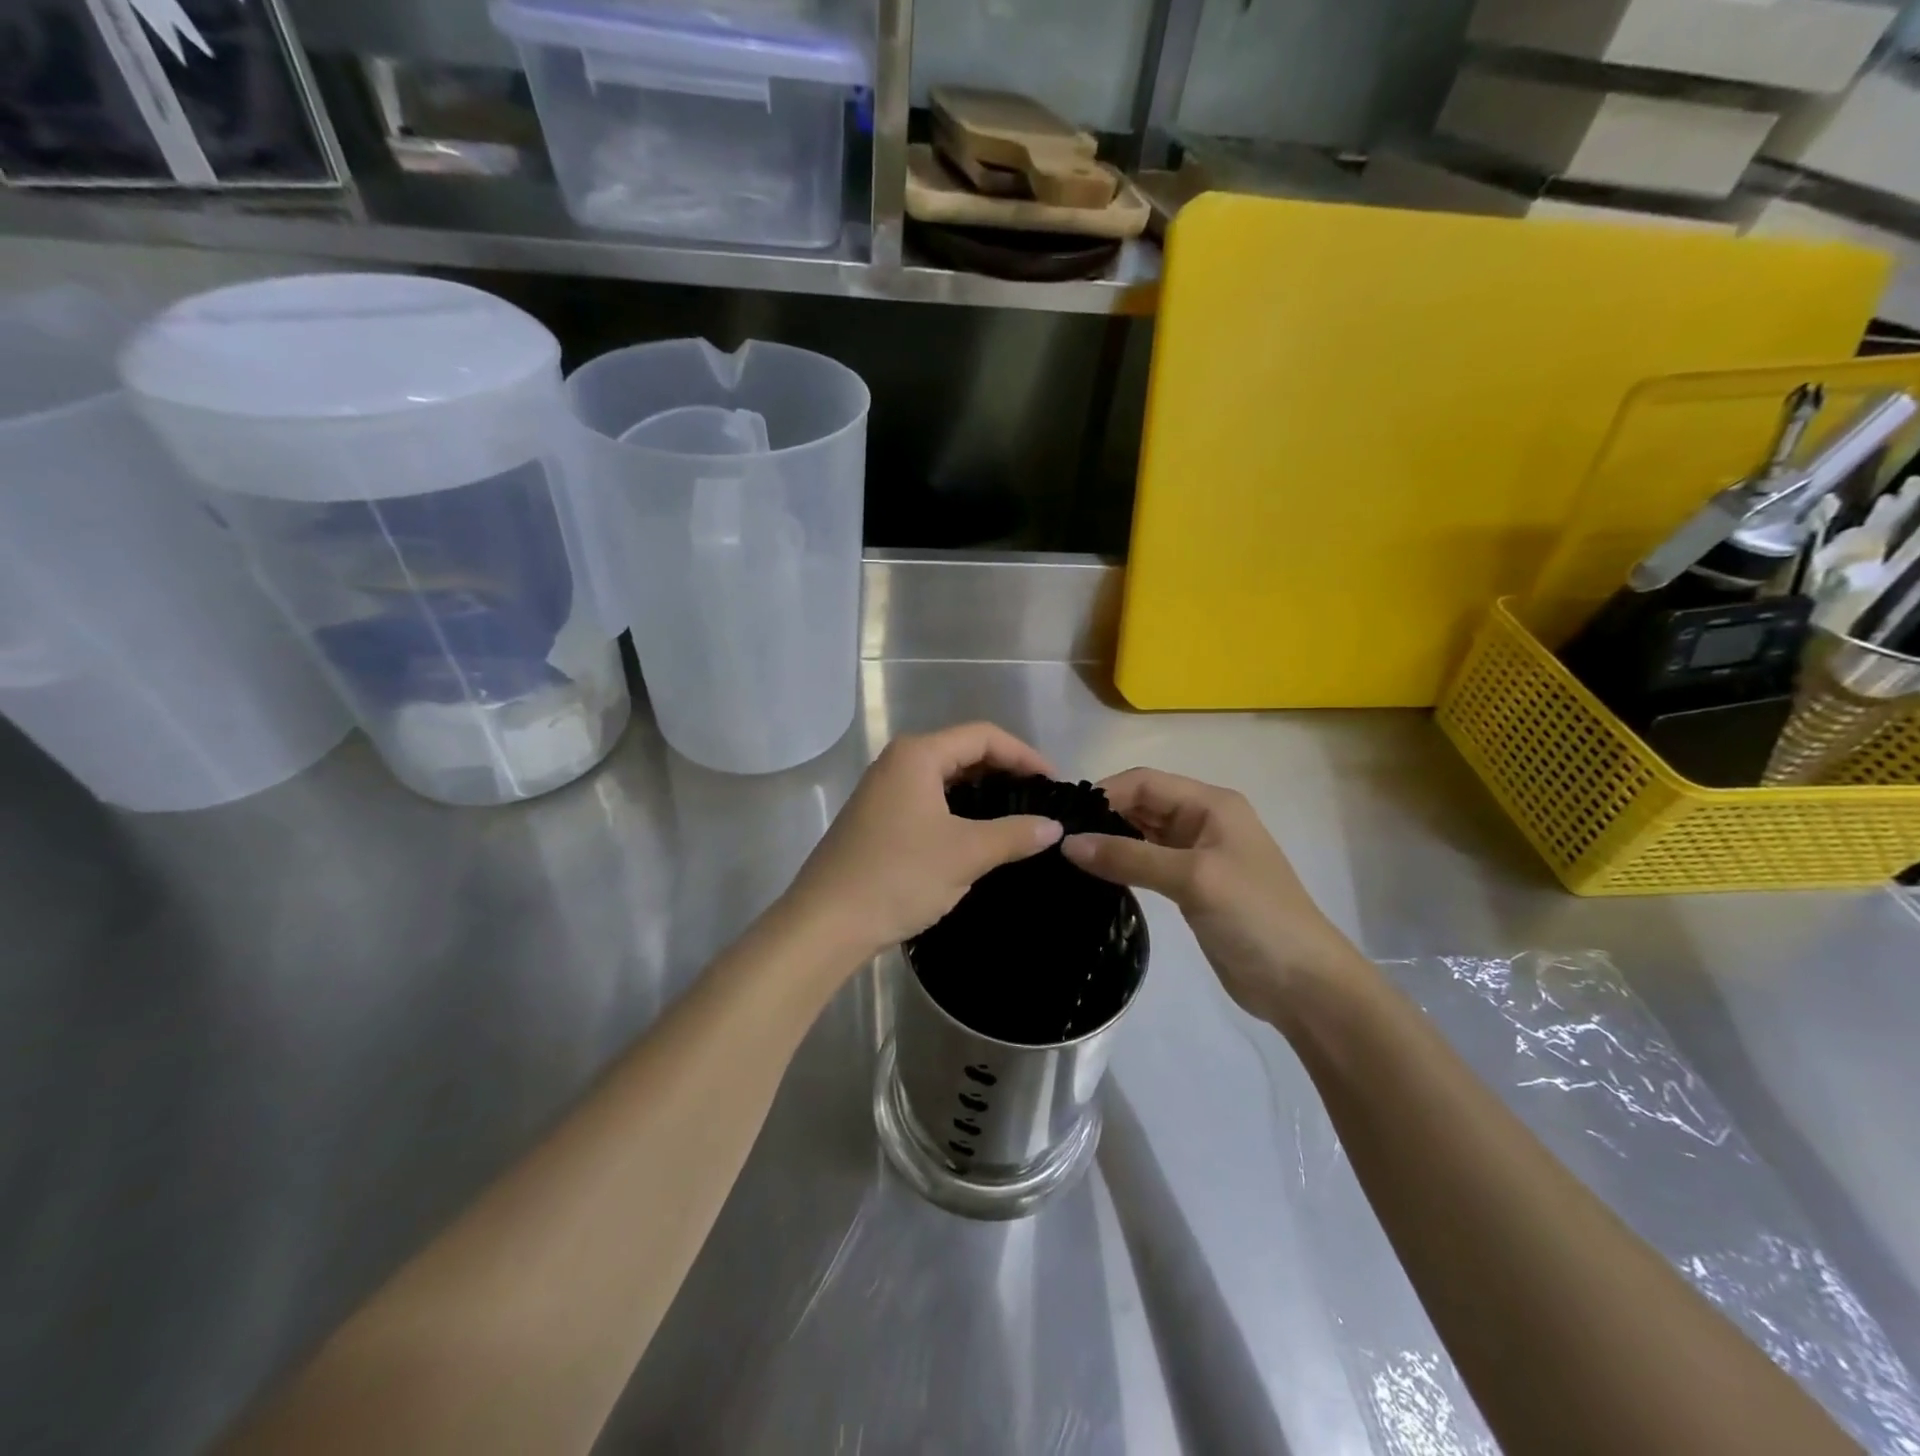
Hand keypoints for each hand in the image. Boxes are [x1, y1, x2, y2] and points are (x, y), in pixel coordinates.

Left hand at [781, 723, 1064, 971]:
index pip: (983, 736)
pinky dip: (959, 810)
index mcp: (917, 755)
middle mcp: (898, 762)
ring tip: (1017, 818)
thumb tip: (1053, 827)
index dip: (1024, 755)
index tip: (1055, 784)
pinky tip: (978, 835)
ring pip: (945, 778)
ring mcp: (883, 790)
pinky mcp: (878, 818)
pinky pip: (929, 800)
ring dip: (983, 793)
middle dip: (1005, 772)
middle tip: (1040, 800)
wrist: (826, 923)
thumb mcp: (965, 854)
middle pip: (963, 752)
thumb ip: (1014, 834)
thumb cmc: (898, 877)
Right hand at [1061, 768, 1365, 1022]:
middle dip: (1103, 817)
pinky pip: (1148, 864)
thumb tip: (1068, 843)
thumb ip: (1129, 857)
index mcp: (1211, 804)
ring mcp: (1198, 855)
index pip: (1145, 782)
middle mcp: (1203, 821)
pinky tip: (1095, 877)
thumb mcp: (1192, 878)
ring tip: (1066, 858)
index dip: (1104, 794)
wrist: (1303, 984)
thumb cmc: (1254, 916)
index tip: (1062, 819)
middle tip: (1056, 840)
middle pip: (1142, 805)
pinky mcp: (1191, 887)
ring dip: (1110, 842)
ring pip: (1142, 835)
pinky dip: (1122, 866)